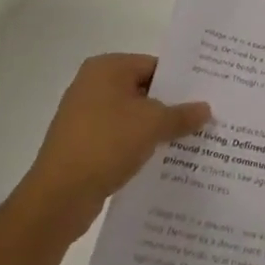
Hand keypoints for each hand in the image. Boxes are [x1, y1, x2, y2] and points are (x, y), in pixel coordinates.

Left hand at [22, 54, 209, 230]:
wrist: (57, 198)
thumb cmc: (106, 144)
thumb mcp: (153, 125)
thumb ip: (182, 114)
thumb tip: (206, 109)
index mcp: (107, 68)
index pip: (154, 65)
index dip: (181, 81)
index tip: (205, 94)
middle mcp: (92, 85)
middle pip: (143, 90)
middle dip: (170, 106)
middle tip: (203, 117)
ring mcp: (83, 116)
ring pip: (131, 116)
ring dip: (155, 128)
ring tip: (188, 140)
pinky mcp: (81, 145)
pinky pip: (118, 137)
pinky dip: (137, 145)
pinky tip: (161, 159)